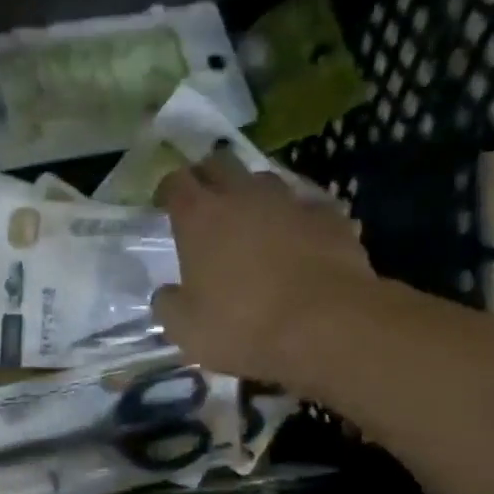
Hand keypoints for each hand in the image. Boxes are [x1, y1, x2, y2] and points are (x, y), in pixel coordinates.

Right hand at [151, 152, 380, 388]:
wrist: (326, 327)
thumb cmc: (242, 326)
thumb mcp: (184, 329)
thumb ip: (168, 304)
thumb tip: (167, 294)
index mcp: (199, 218)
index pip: (176, 182)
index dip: (167, 190)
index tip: (163, 205)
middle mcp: (243, 197)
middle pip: (220, 164)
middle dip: (208, 177)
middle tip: (203, 201)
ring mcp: (291, 203)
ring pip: (265, 180)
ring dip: (252, 195)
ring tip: (250, 220)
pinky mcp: (330, 218)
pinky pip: (307, 207)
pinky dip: (296, 219)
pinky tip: (297, 239)